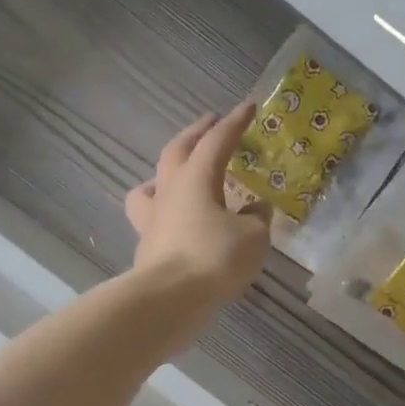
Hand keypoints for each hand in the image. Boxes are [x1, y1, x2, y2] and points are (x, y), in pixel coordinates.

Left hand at [125, 106, 272, 310]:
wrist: (170, 299)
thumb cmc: (214, 258)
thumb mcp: (252, 238)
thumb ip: (256, 219)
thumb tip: (255, 211)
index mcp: (197, 179)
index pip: (217, 141)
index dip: (235, 122)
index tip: (249, 105)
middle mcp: (170, 191)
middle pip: (178, 151)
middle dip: (196, 133)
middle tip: (210, 121)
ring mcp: (153, 218)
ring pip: (154, 182)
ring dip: (168, 169)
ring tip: (180, 171)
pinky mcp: (147, 244)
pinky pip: (152, 215)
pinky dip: (165, 209)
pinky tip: (175, 218)